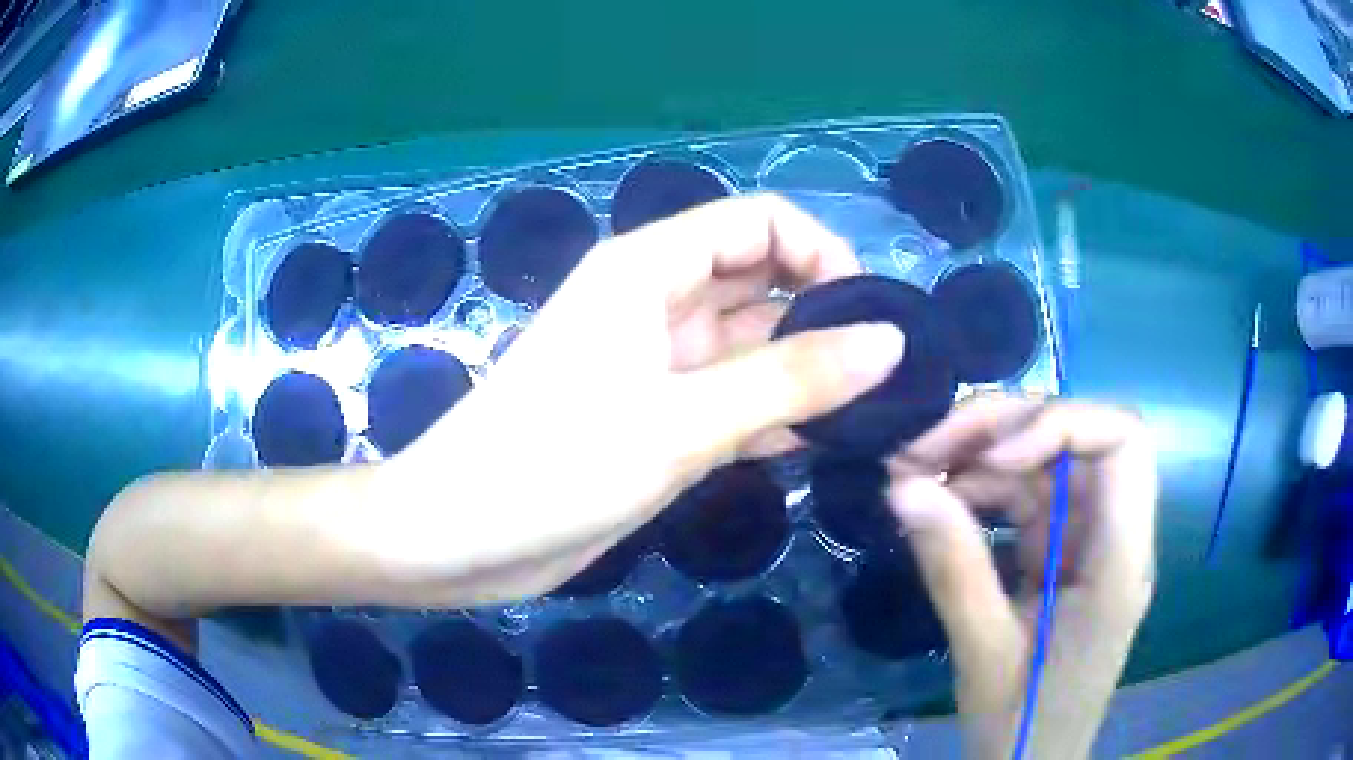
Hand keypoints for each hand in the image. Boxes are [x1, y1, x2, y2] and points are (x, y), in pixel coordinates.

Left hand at [383, 195, 904, 603]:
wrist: (462, 537)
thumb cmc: (552, 466)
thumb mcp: (681, 421)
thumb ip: (791, 377)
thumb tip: (888, 339)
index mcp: (649, 270)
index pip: (759, 223)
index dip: (821, 254)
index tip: (870, 317)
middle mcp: (657, 305)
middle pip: (762, 283)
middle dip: (825, 317)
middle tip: (889, 375)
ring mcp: (659, 367)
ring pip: (753, 347)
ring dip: (807, 374)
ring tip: (875, 413)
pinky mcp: (658, 421)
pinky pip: (733, 400)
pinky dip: (775, 417)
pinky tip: (822, 446)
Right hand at [887, 397, 1156, 759]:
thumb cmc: (1024, 723)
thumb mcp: (984, 654)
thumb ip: (953, 569)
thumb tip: (902, 487)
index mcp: (1120, 562)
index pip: (1124, 442)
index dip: (1061, 424)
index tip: (992, 456)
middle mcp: (1115, 535)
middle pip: (1080, 438)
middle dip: (1004, 428)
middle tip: (925, 448)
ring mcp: (1089, 540)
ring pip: (1047, 460)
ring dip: (983, 456)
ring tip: (916, 473)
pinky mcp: (1063, 551)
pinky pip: (1028, 496)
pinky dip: (983, 490)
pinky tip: (940, 502)